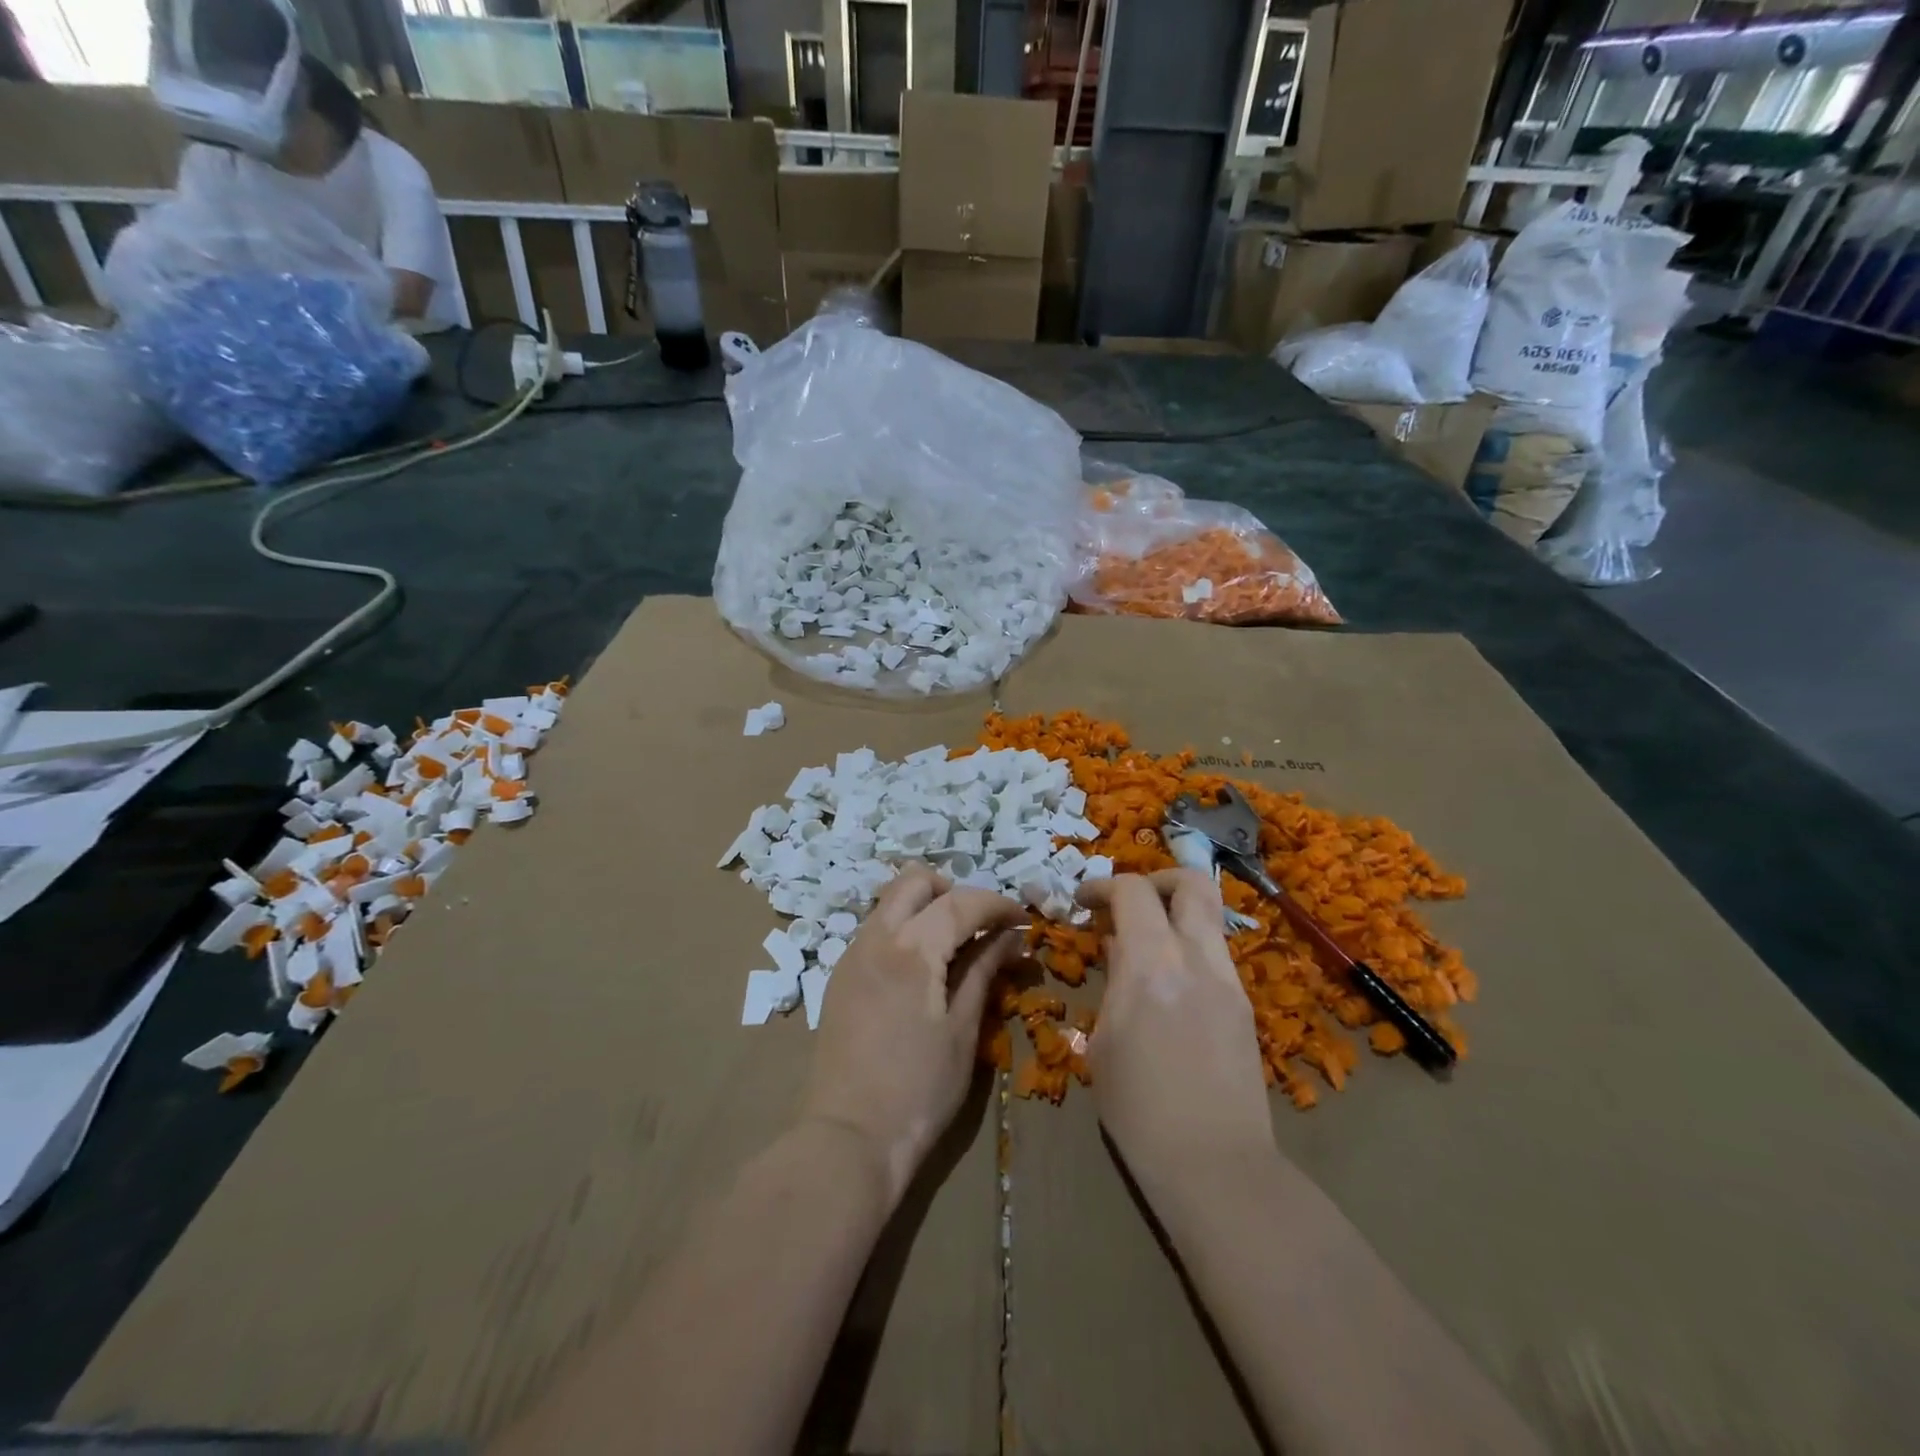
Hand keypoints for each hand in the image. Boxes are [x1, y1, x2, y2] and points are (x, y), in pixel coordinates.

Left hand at [803, 863, 1024, 1207]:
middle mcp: (875, 938)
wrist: (848, 1139)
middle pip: (915, 881)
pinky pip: (876, 930)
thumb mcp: (962, 1030)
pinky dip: (905, 929)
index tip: (1022, 920)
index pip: (960, 902)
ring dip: (927, 907)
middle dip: (954, 891)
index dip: (997, 904)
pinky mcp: (840, 976)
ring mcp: (851, 955)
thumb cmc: (918, 1090)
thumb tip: (1011, 937)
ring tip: (956, 946)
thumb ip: (983, 971)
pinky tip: (924, 969)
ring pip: (891, 902)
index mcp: (910, 949)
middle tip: (982, 926)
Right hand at [1077, 871, 1274, 1188]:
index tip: (1083, 901)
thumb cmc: (1138, 1110)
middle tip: (1128, 903)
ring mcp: (1229, 981)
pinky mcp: (1245, 1006)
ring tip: (1145, 945)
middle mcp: (1198, 959)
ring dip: (1174, 914)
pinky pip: (1214, 954)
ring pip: (1209, 916)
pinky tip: (1168, 985)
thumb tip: (1119, 948)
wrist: (1215, 1166)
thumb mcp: (1103, 1042)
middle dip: (1156, 879)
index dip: (1103, 885)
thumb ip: (1114, 982)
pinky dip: (1188, 948)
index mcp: (1154, 966)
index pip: (1133, 892)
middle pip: (1192, 882)